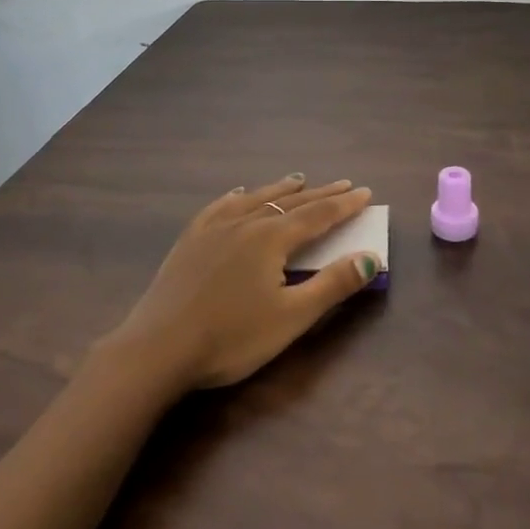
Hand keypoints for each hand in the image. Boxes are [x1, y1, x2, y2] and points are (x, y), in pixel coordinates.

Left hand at [101, 174, 379, 391]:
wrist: (158, 349)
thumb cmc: (231, 337)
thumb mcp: (291, 317)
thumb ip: (332, 285)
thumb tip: (371, 258)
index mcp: (271, 238)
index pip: (318, 215)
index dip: (345, 205)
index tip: (366, 193)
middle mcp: (244, 222)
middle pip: (290, 202)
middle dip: (320, 193)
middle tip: (344, 183)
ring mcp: (212, 228)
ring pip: (255, 198)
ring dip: (281, 189)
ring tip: (299, 180)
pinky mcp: (189, 240)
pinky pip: (219, 206)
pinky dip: (238, 197)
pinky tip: (239, 195)